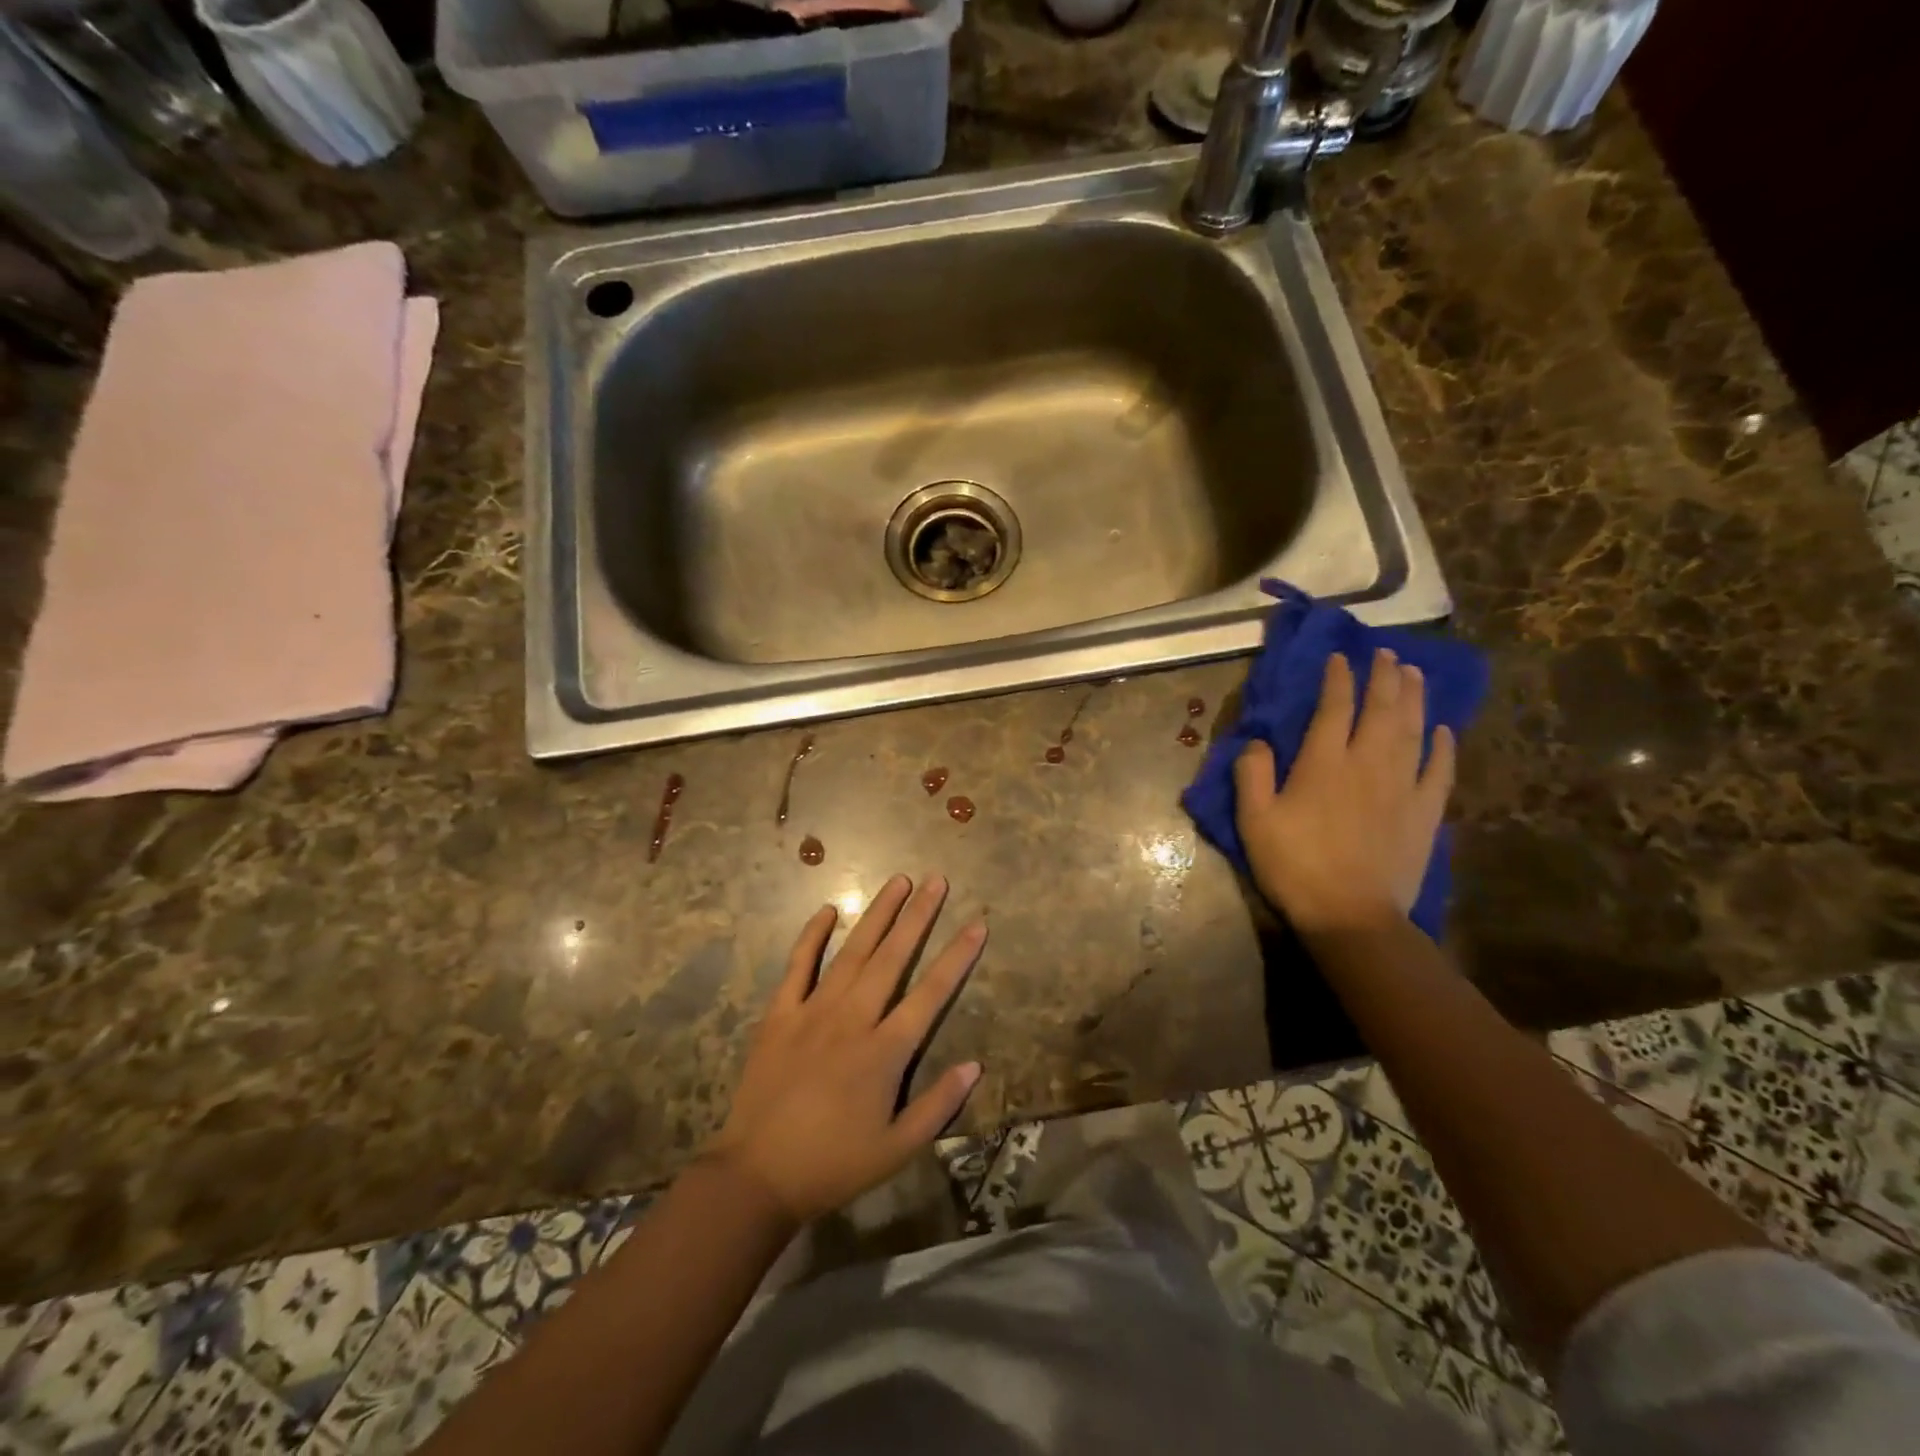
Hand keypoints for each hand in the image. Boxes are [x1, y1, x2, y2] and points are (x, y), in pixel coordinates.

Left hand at [706, 874, 984, 1222]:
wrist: (756, 1175)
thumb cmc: (833, 1165)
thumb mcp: (897, 1149)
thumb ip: (938, 1105)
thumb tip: (975, 1065)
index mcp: (884, 1052)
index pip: (931, 993)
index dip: (957, 957)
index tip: (976, 924)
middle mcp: (853, 1019)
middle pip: (893, 957)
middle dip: (918, 916)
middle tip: (937, 879)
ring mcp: (813, 1011)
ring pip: (852, 951)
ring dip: (877, 914)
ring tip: (898, 881)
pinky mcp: (780, 1014)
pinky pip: (798, 966)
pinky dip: (812, 936)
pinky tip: (827, 910)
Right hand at [1234, 649, 1454, 936]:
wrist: (1351, 915)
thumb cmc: (1295, 865)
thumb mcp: (1254, 821)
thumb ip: (1252, 774)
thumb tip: (1258, 741)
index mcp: (1324, 762)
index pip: (1335, 707)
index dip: (1338, 679)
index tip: (1340, 658)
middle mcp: (1368, 762)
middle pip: (1381, 709)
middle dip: (1383, 677)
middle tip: (1386, 653)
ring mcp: (1402, 785)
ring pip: (1412, 729)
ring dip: (1413, 697)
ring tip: (1414, 672)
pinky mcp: (1425, 811)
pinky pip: (1438, 769)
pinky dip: (1442, 745)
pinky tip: (1442, 729)